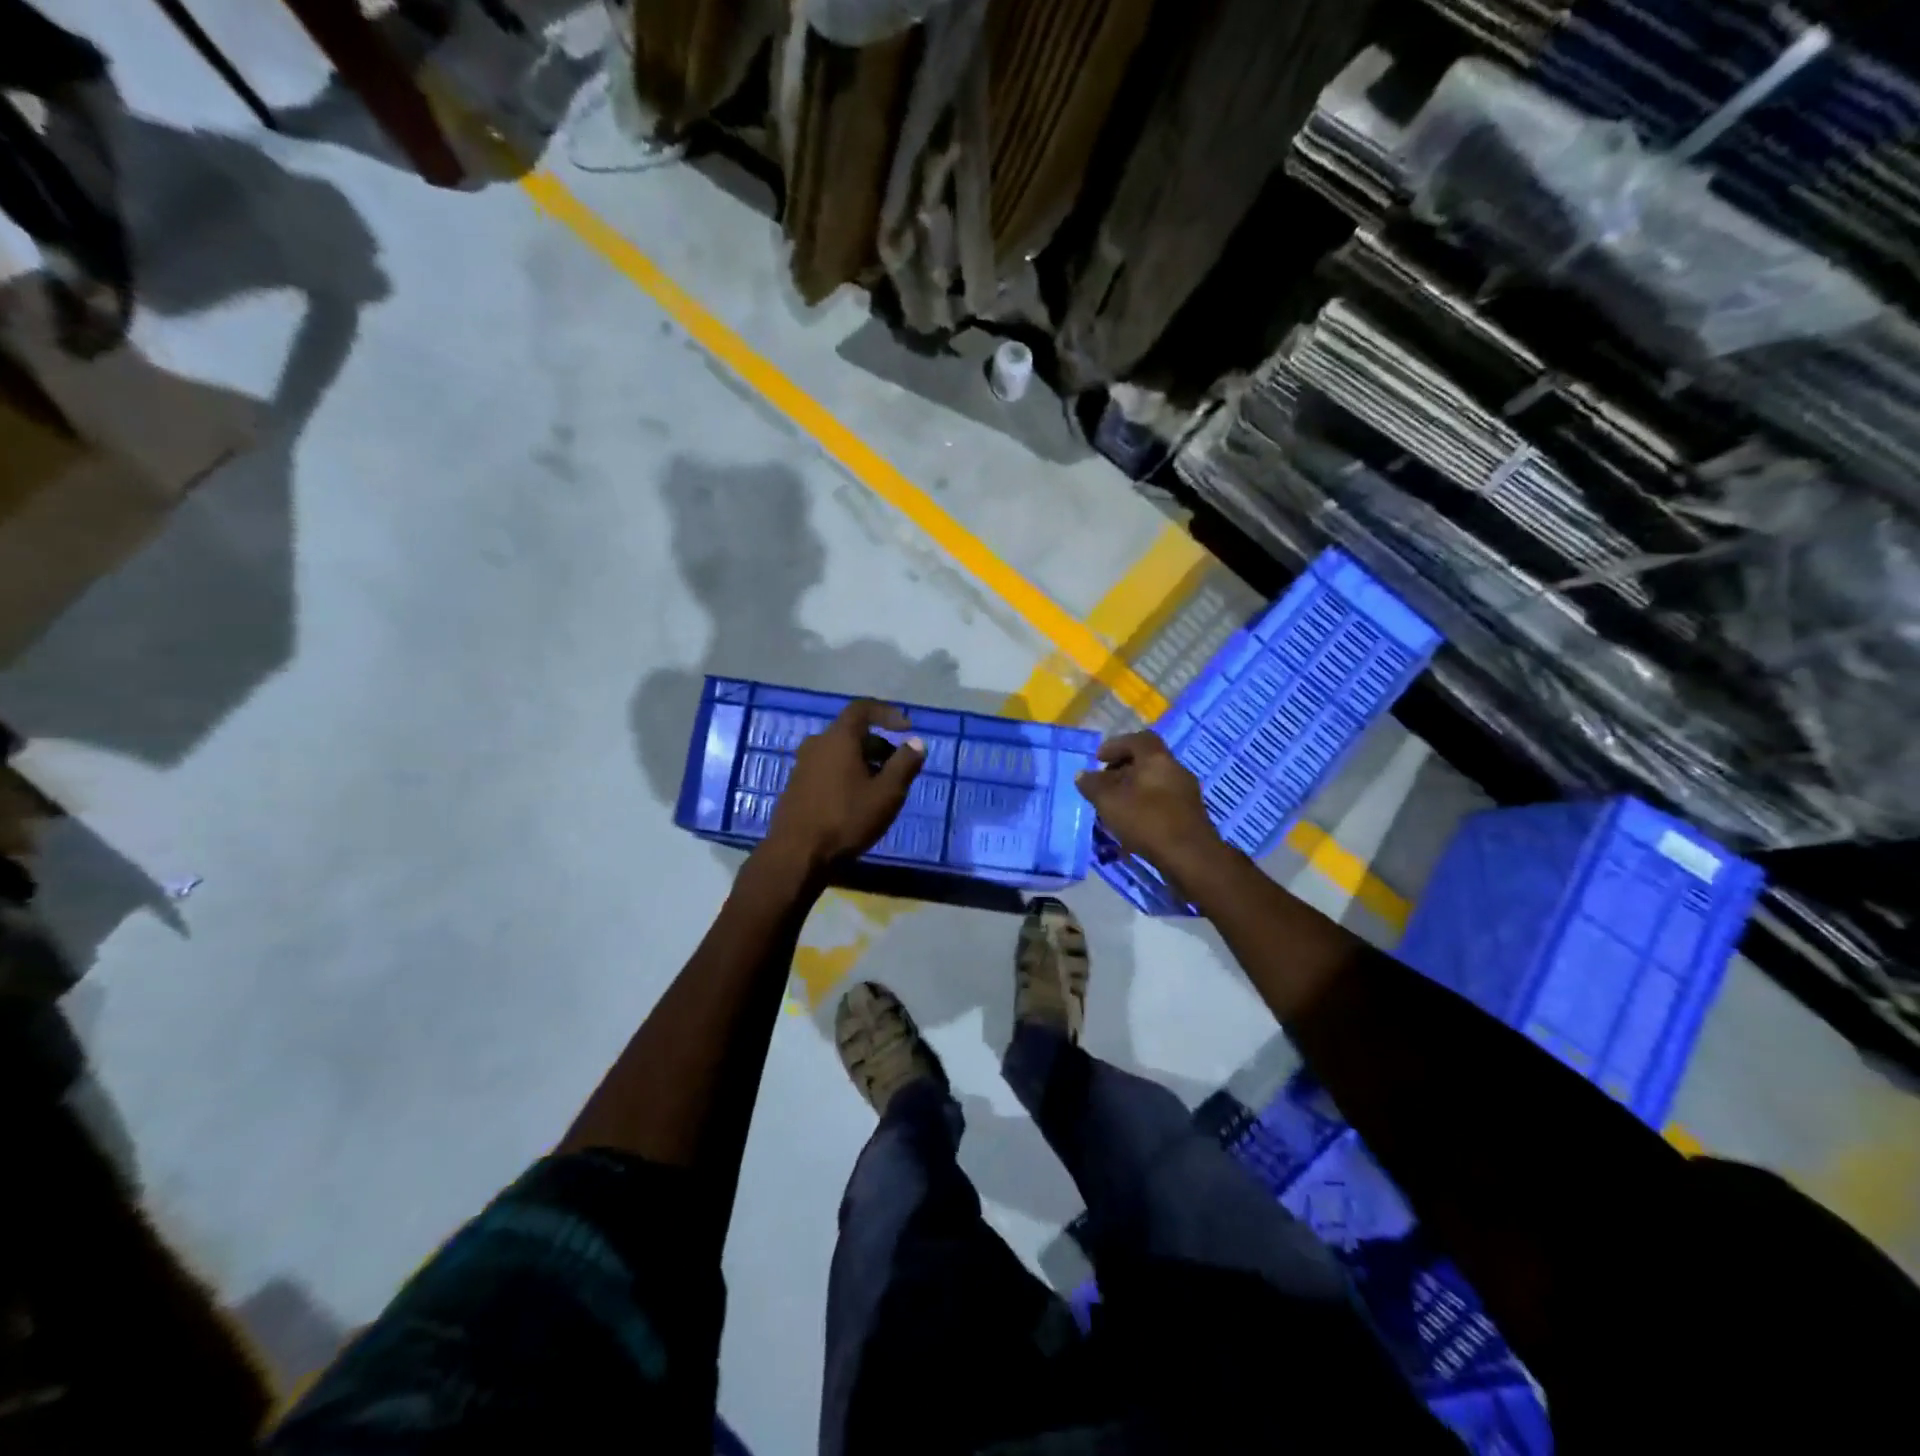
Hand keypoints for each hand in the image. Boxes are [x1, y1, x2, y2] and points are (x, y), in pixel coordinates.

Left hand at [765, 700, 925, 870]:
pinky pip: (827, 768)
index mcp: (838, 738)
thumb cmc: (846, 819)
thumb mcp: (887, 793)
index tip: (907, 728)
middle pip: (852, 732)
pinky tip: (857, 801)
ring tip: (881, 788)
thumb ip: (904, 764)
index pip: (863, 708)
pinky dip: (847, 774)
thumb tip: (916, 743)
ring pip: (840, 752)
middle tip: (898, 768)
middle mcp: (817, 744)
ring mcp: (802, 765)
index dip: (887, 713)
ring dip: (864, 762)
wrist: (797, 855)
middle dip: (879, 745)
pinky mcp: (796, 786)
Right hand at [1075, 732, 1226, 885]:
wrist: (1191, 857)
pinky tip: (1132, 821)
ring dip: (1133, 788)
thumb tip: (1082, 775)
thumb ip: (1093, 785)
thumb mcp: (1109, 802)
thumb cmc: (1147, 821)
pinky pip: (1162, 799)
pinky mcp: (1190, 814)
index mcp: (1157, 758)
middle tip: (1103, 783)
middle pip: (1146, 760)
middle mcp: (1175, 769)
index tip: (1098, 759)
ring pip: (1154, 781)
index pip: (1138, 739)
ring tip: (1114, 805)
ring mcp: (1186, 792)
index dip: (1115, 745)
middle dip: (1122, 769)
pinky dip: (1145, 804)